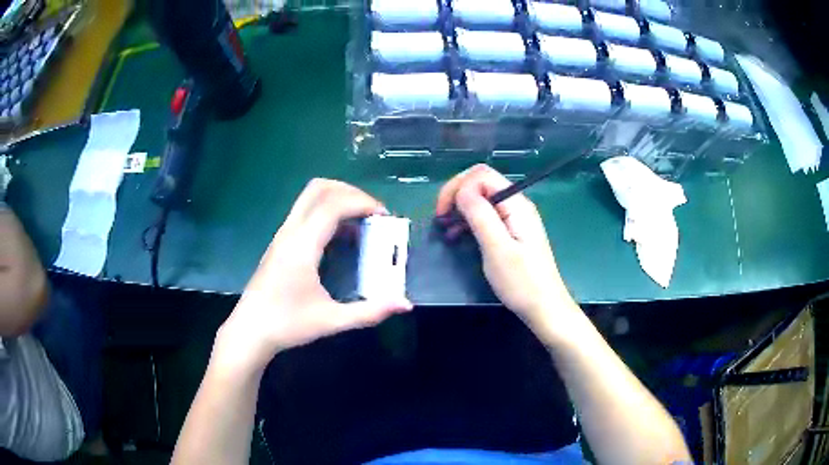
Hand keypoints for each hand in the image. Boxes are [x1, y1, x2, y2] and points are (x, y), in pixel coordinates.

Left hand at [214, 179, 412, 371]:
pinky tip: (340, 239)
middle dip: (350, 192)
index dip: (362, 203)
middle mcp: (290, 232)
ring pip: (309, 197)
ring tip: (361, 223)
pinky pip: (305, 212)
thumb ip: (370, 312)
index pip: (333, 205)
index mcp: (301, 246)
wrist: (249, 331)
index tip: (384, 217)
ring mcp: (282, 235)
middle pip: (319, 188)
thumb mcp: (331, 321)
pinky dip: (327, 212)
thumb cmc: (287, 325)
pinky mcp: (279, 242)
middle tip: (372, 212)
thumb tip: (405, 305)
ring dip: (338, 200)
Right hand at [436, 164, 581, 342]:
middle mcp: (516, 204)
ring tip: (446, 229)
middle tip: (440, 219)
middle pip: (480, 183)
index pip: (481, 175)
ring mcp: (514, 218)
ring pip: (480, 199)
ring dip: (460, 209)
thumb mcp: (497, 248)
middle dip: (456, 195)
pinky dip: (468, 221)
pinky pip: (485, 216)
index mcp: (515, 203)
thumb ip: (480, 215)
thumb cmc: (521, 282)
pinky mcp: (510, 232)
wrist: (544, 308)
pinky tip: (458, 236)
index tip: (442, 212)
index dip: (457, 186)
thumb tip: (461, 191)